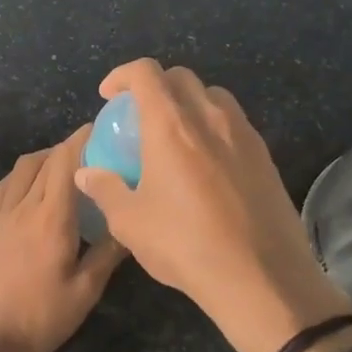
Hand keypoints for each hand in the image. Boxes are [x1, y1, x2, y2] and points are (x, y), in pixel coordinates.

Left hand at [0, 127, 127, 351]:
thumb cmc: (38, 318)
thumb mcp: (84, 293)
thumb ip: (107, 255)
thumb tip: (131, 225)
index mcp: (51, 217)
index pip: (66, 162)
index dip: (82, 138)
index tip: (100, 127)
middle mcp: (23, 206)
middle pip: (45, 160)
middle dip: (68, 147)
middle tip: (92, 150)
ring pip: (21, 169)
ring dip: (43, 158)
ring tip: (63, 168)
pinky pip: (2, 187)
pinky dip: (21, 176)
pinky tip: (29, 189)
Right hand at [73, 60, 348, 351]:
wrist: (261, 278)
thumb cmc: (185, 245)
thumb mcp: (130, 222)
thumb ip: (105, 189)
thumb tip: (86, 173)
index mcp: (171, 125)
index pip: (146, 72)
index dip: (122, 75)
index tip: (108, 96)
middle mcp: (209, 117)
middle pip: (181, 77)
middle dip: (155, 86)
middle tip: (139, 116)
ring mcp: (243, 134)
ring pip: (213, 96)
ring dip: (188, 103)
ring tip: (175, 135)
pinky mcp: (266, 156)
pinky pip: (234, 124)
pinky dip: (213, 127)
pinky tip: (206, 164)